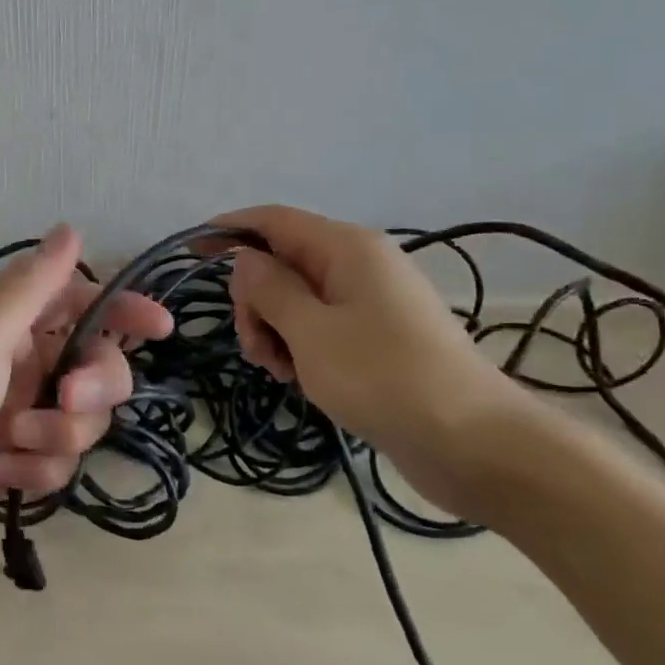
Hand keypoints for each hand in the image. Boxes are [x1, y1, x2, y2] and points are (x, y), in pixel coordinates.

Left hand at [0, 224, 172, 575]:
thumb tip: (70, 228)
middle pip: (94, 365)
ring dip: (57, 434)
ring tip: (10, 444)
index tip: (159, 328)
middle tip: (67, 400)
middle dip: (94, 385)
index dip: (121, 310)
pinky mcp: (13, 463)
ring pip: (81, 419)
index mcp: (5, 320)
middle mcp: (15, 361)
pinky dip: (35, 469)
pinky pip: (57, 462)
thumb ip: (34, 285)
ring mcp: (15, 415)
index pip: (78, 301)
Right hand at [214, 206, 537, 517]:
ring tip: (279, 371)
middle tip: (253, 347)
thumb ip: (268, 288)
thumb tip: (245, 260)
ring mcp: (370, 302)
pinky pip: (319, 326)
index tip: (190, 254)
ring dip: (273, 329)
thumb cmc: (384, 377)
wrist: (475, 444)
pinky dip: (298, 345)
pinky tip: (299, 378)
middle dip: (254, 300)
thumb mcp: (310, 331)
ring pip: (296, 299)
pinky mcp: (376, 337)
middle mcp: (358, 265)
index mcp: (345, 248)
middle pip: (281, 263)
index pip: (272, 220)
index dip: (228, 229)